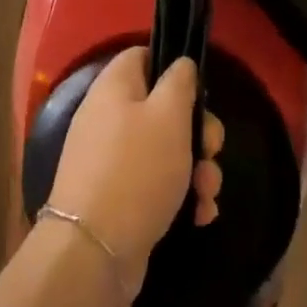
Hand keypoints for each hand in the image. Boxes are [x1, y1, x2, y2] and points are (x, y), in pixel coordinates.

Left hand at [46, 49, 225, 303]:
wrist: (95, 249)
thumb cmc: (137, 170)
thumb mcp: (168, 116)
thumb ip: (179, 83)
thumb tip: (180, 64)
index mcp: (114, 88)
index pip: (142, 56)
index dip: (172, 67)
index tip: (199, 91)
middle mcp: (108, 118)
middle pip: (162, 109)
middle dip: (197, 132)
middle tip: (211, 150)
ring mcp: (111, 160)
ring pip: (166, 151)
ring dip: (196, 170)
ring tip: (207, 193)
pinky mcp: (119, 196)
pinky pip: (157, 185)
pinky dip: (181, 196)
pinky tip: (198, 215)